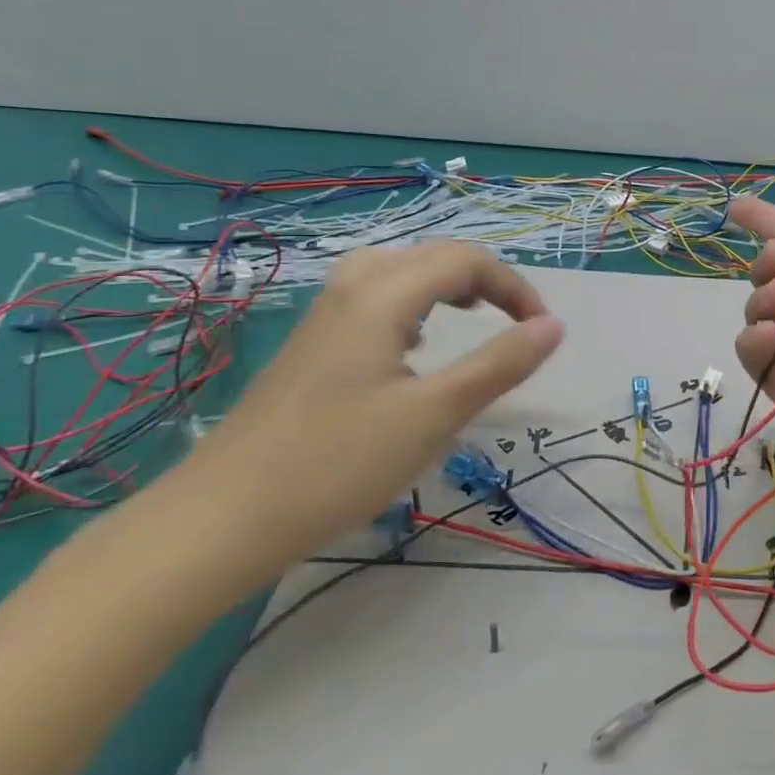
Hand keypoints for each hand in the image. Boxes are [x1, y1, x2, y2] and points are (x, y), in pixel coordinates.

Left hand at [169, 242, 563, 588]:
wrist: (221, 518)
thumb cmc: (338, 462)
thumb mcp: (435, 414)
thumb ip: (500, 364)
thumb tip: (553, 326)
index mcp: (383, 296)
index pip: (466, 260)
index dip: (514, 287)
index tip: (540, 332)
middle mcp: (352, 291)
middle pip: (431, 255)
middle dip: (484, 279)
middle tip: (514, 322)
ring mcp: (324, 317)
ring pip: (397, 270)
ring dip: (445, 284)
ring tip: (467, 316)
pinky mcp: (311, 346)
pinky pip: (374, 296)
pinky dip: (413, 303)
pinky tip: (412, 347)